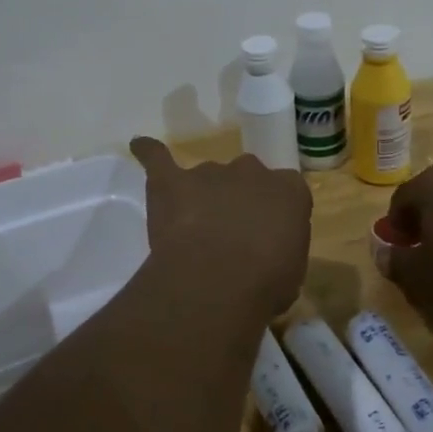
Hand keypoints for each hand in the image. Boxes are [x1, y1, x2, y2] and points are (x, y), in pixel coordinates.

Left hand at [129, 137, 312, 320]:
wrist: (219, 280)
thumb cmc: (265, 284)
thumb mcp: (292, 274)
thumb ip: (281, 252)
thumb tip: (265, 256)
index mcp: (289, 190)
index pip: (286, 191)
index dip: (275, 214)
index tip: (268, 236)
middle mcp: (251, 171)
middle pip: (246, 178)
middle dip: (238, 200)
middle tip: (230, 235)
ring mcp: (210, 172)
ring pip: (207, 177)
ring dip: (202, 196)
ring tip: (193, 230)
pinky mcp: (172, 180)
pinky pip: (158, 158)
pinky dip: (149, 153)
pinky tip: (140, 147)